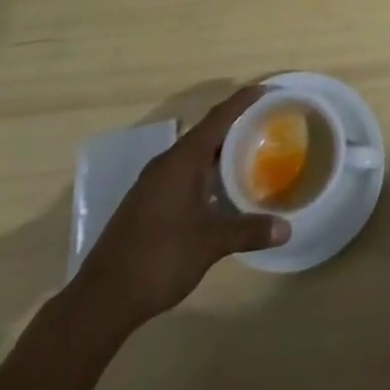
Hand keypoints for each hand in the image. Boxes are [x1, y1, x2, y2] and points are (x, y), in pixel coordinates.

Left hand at [73, 86, 288, 335]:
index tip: (268, 89)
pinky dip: (205, 170)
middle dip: (235, 124)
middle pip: (206, 132)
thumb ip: (248, 231)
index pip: (218, 118)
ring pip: (192, 154)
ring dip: (219, 150)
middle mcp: (166, 163)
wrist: (102, 299)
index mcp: (182, 160)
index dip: (243, 101)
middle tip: (266, 122)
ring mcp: (152, 183)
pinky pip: (182, 172)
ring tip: (249, 152)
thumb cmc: (160, 258)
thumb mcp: (210, 244)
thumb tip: (287, 229)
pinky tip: (219, 188)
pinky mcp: (145, 202)